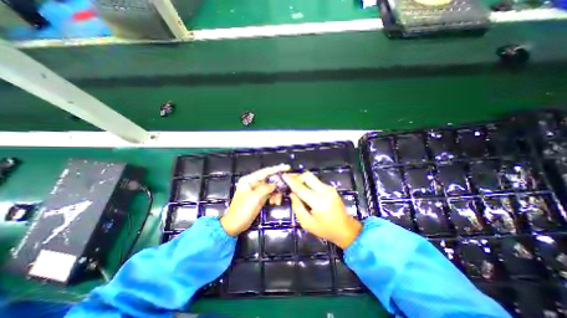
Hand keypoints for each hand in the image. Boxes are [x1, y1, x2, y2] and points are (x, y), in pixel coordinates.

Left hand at [220, 166, 289, 235]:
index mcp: (249, 180)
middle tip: (285, 188)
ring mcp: (257, 189)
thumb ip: (265, 189)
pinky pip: (270, 193)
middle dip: (278, 184)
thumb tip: (275, 184)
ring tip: (277, 201)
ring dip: (276, 193)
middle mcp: (253, 182)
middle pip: (269, 179)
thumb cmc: (242, 211)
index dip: (277, 169)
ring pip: (271, 187)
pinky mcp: (260, 196)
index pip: (265, 171)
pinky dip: (274, 197)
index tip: (287, 167)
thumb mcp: (254, 199)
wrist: (236, 224)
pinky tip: (274, 202)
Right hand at [284, 172, 362, 247]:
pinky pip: (316, 181)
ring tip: (297, 189)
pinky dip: (309, 184)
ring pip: (312, 177)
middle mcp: (325, 191)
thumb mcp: (307, 223)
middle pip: (308, 176)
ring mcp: (329, 188)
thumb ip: (297, 207)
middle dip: (297, 178)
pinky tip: (306, 191)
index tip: (283, 175)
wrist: (346, 229)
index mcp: (319, 202)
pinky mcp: (331, 188)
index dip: (291, 181)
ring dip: (303, 180)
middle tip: (291, 185)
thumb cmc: (325, 230)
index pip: (301, 188)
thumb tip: (292, 194)